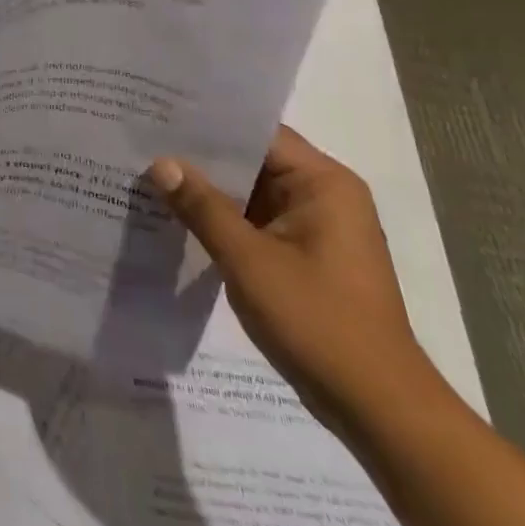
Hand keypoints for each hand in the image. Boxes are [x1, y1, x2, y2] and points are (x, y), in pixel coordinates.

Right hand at [147, 126, 440, 432]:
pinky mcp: (306, 257)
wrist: (380, 411)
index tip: (160, 114)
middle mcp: (324, 196)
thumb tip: (160, 162)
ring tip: (150, 173)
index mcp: (324, 183)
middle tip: (144, 141)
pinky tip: (179, 217)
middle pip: (253, 160)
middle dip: (202, 157)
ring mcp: (316, 228)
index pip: (258, 134)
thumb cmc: (319, 323)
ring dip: (210, 190)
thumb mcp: (249, 261)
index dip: (209, 123)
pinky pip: (257, 221)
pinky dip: (224, 219)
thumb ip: (203, 207)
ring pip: (252, 193)